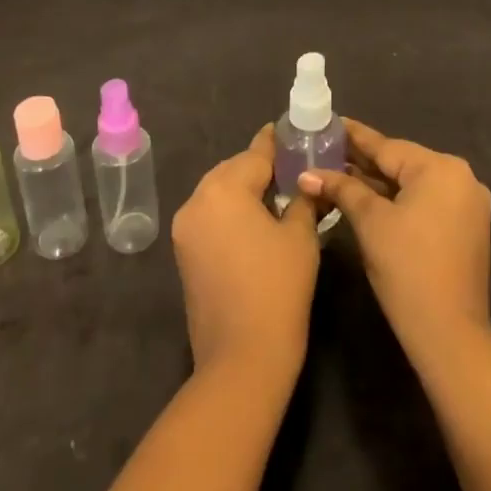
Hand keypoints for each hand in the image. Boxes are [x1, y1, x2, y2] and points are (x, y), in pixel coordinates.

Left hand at [171, 124, 321, 382]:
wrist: (242, 359)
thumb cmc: (278, 289)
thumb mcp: (300, 237)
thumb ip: (302, 200)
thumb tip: (306, 183)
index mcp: (224, 189)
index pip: (255, 154)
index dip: (276, 143)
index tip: (292, 131)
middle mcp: (197, 200)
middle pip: (232, 170)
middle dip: (260, 168)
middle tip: (293, 170)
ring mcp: (185, 228)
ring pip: (218, 193)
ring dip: (244, 190)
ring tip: (277, 195)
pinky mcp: (184, 253)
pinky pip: (210, 216)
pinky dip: (231, 212)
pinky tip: (256, 222)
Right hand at [299, 118, 490, 366]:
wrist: (449, 333)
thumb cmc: (407, 268)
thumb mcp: (370, 222)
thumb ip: (341, 189)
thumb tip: (307, 174)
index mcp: (441, 168)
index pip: (387, 146)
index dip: (354, 137)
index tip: (329, 122)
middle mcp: (460, 178)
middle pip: (401, 163)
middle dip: (362, 161)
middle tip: (325, 149)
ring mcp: (466, 204)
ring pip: (411, 184)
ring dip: (377, 183)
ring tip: (337, 171)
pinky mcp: (464, 227)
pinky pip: (424, 202)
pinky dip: (396, 200)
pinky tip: (365, 197)